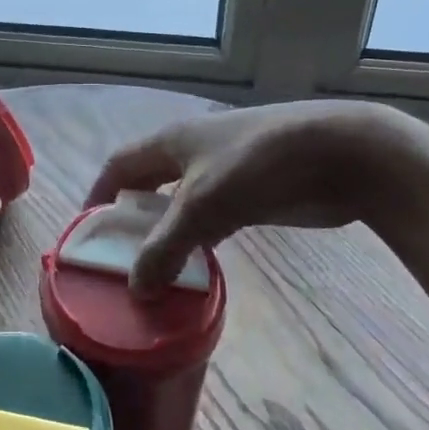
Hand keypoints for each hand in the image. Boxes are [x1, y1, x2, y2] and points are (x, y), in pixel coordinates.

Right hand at [84, 100, 428, 291]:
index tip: (88, 231)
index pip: (120, 165)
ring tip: (154, 272)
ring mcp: (225, 171)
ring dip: (167, 233)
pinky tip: (198, 268)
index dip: (100, 194)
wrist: (340, 154)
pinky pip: (213, 218)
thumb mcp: (203, 205)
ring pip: (182, 204)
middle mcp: (193, 151)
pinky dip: (200, 240)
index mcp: (172, 141)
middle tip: (120, 259)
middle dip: (132, 217)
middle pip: (149, 183)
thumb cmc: (259, 166)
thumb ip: (165, 246)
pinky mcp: (254, 193)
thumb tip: (134, 288)